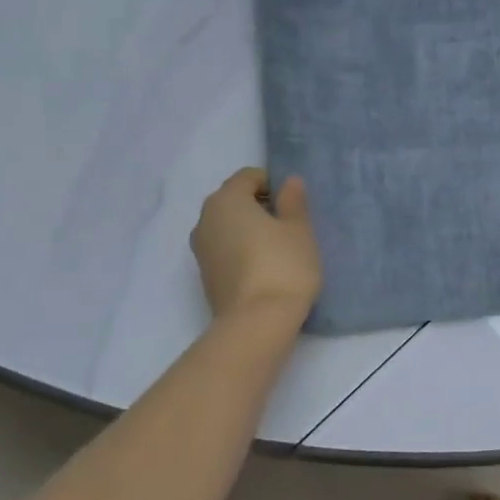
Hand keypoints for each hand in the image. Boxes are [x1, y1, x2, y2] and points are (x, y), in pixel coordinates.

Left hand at [189, 169, 321, 327]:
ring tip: (279, 249)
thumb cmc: (283, 266)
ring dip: (250, 230)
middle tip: (290, 226)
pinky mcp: (205, 275)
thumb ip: (293, 201)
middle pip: (235, 200)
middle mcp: (205, 219)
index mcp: (226, 199)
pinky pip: (225, 250)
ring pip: (228, 227)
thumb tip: (288, 182)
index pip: (249, 177)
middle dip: (260, 206)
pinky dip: (242, 251)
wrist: (257, 323)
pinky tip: (265, 268)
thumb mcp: (299, 229)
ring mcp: (200, 249)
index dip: (273, 184)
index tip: (294, 205)